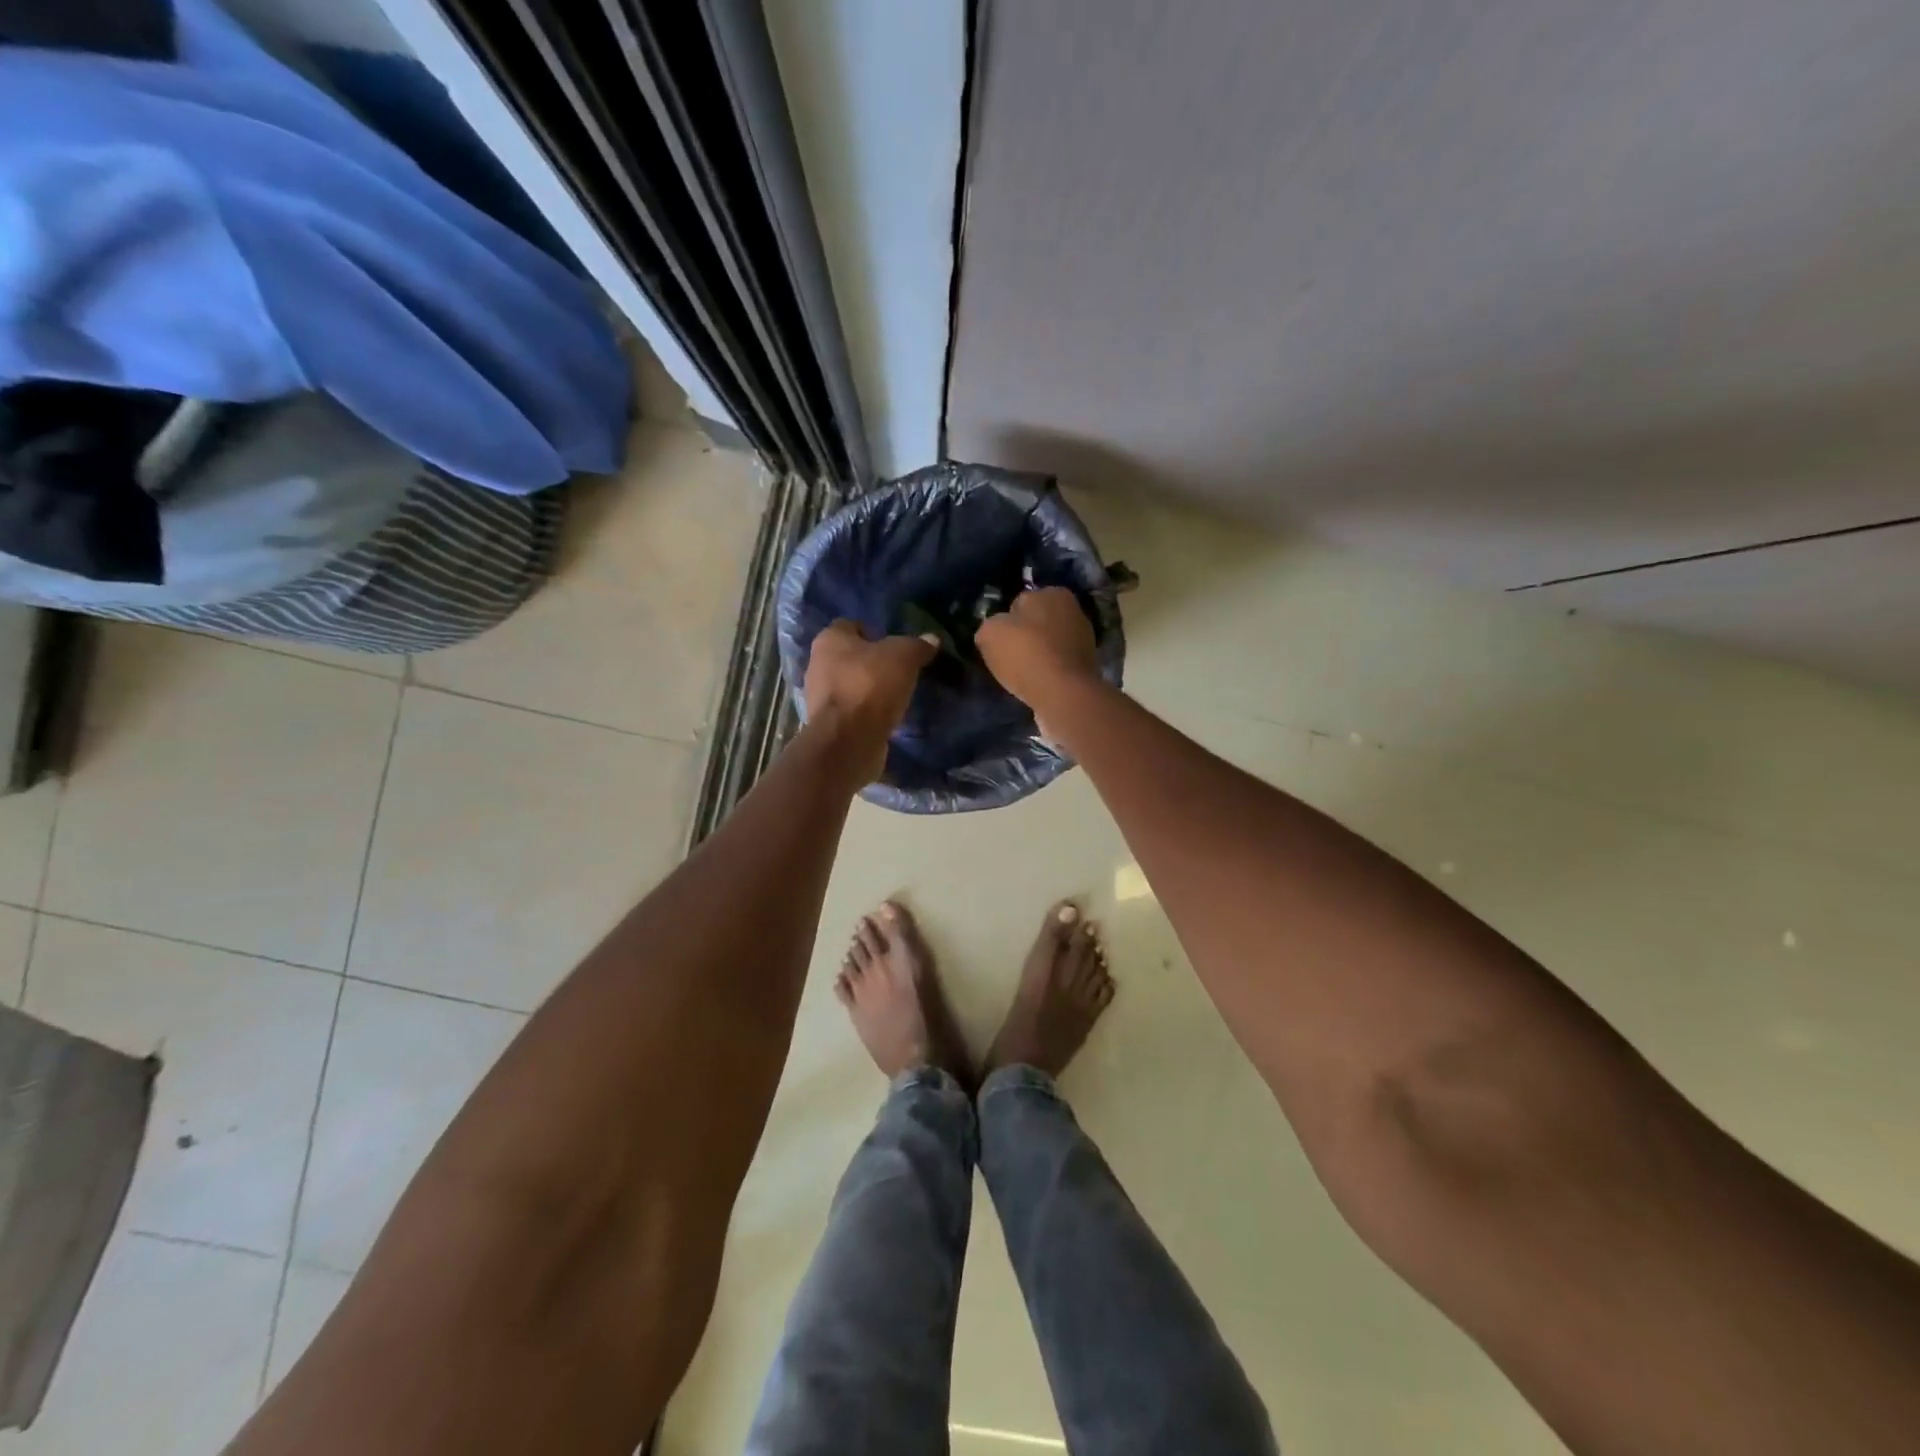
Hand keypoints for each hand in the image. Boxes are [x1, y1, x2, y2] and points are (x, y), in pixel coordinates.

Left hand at [803, 621, 937, 780]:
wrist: (848, 741)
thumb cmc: (871, 686)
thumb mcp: (904, 657)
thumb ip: (917, 646)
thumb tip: (932, 639)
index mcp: (829, 639)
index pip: (851, 625)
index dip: (874, 632)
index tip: (896, 646)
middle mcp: (817, 664)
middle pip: (849, 657)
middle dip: (872, 663)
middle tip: (900, 670)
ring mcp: (819, 697)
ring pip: (850, 685)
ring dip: (870, 690)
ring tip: (897, 695)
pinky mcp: (828, 725)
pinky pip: (852, 711)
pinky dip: (867, 713)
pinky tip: (887, 717)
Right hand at [976, 587, 1099, 714]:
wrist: (1062, 693)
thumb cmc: (1026, 654)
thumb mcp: (990, 633)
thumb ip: (990, 625)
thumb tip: (995, 630)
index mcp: (1052, 592)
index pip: (1019, 603)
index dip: (1006, 622)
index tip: (999, 641)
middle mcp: (1073, 610)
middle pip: (1037, 623)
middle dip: (1025, 636)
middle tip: (1009, 657)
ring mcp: (1084, 638)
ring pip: (1049, 644)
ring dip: (1038, 654)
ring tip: (1022, 673)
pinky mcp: (1088, 665)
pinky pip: (1059, 664)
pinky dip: (1049, 671)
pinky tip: (1038, 683)